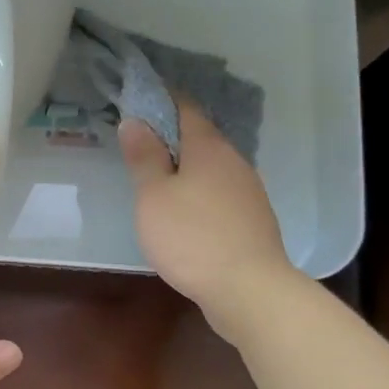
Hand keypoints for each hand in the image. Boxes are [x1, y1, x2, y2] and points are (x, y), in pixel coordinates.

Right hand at [120, 104, 294, 341]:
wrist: (249, 289)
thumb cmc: (192, 236)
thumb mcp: (154, 196)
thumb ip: (144, 158)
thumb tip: (135, 120)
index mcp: (208, 148)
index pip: (186, 109)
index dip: (163, 100)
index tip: (139, 100)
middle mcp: (234, 161)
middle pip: (201, 138)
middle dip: (172, 136)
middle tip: (140, 144)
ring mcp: (249, 192)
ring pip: (212, 168)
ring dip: (187, 168)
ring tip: (159, 180)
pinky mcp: (253, 220)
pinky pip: (220, 194)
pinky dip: (200, 193)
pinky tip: (186, 213)